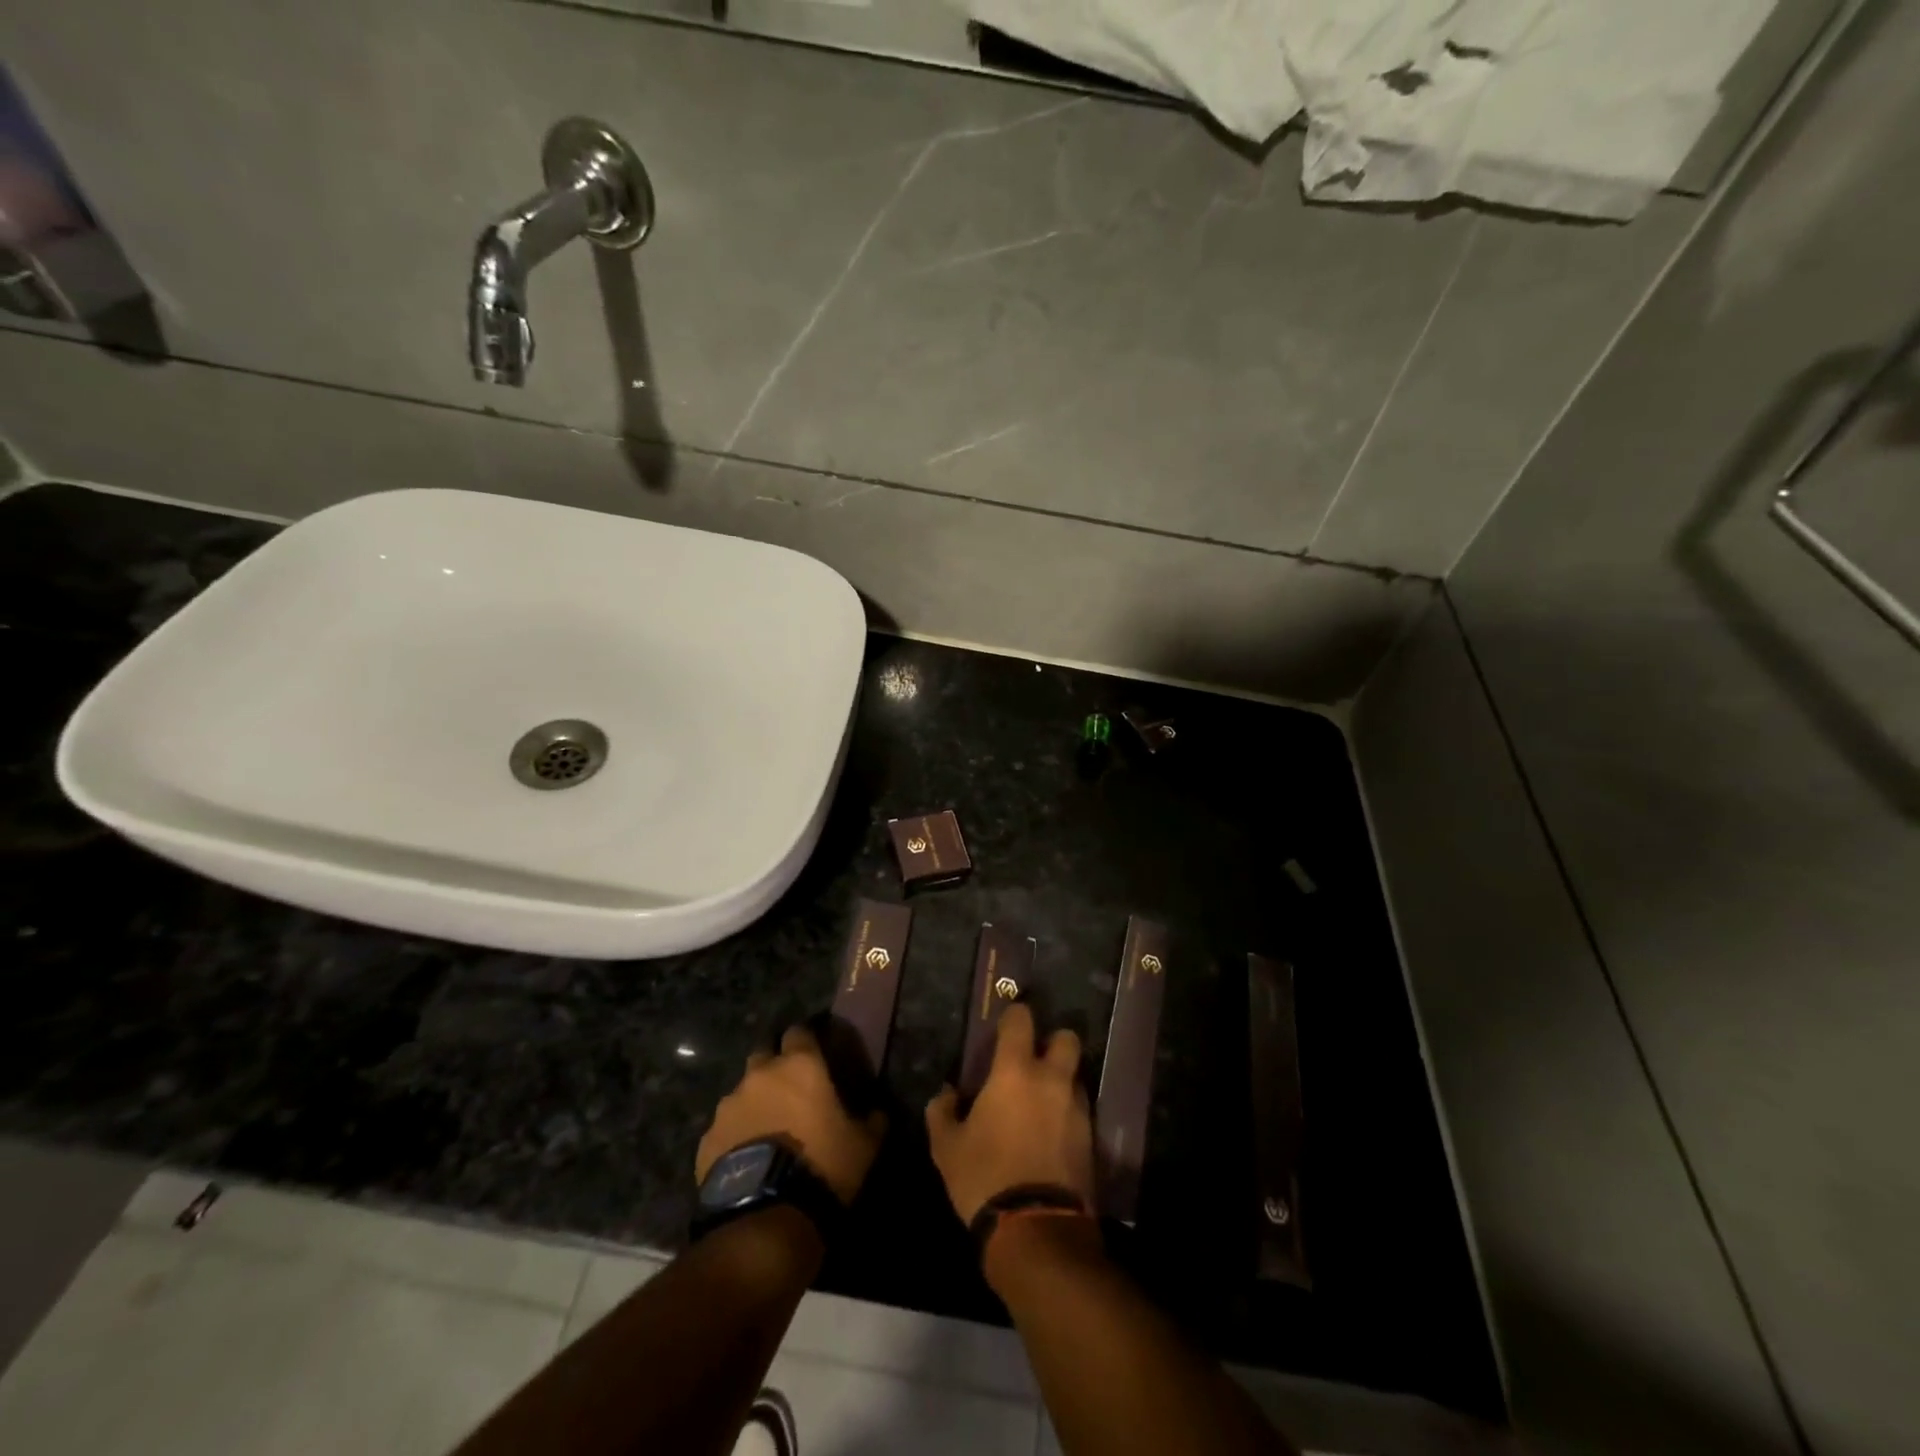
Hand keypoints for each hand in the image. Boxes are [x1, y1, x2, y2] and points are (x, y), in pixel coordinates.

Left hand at [697, 1025, 885, 1205]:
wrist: (765, 1215)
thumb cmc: (821, 1165)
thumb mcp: (863, 1145)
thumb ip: (871, 1120)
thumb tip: (877, 1112)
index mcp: (799, 1065)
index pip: (800, 1032)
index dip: (807, 1040)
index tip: (816, 1053)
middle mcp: (760, 1074)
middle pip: (764, 1053)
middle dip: (775, 1065)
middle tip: (790, 1089)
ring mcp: (729, 1105)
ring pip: (742, 1091)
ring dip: (754, 1102)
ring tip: (767, 1129)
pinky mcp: (707, 1138)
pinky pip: (725, 1127)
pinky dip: (735, 1134)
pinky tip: (747, 1158)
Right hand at [926, 1004, 1095, 1225]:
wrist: (1037, 1231)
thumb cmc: (985, 1177)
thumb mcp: (947, 1148)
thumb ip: (942, 1112)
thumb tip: (946, 1094)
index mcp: (1015, 1071)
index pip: (1021, 1020)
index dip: (1013, 1015)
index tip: (1004, 1026)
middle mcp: (1052, 1080)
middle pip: (1067, 1038)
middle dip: (1053, 1042)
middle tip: (1032, 1061)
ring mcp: (1077, 1109)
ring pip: (1076, 1076)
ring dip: (1061, 1080)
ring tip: (1040, 1103)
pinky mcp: (1092, 1139)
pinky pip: (1081, 1110)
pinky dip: (1067, 1113)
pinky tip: (1050, 1134)